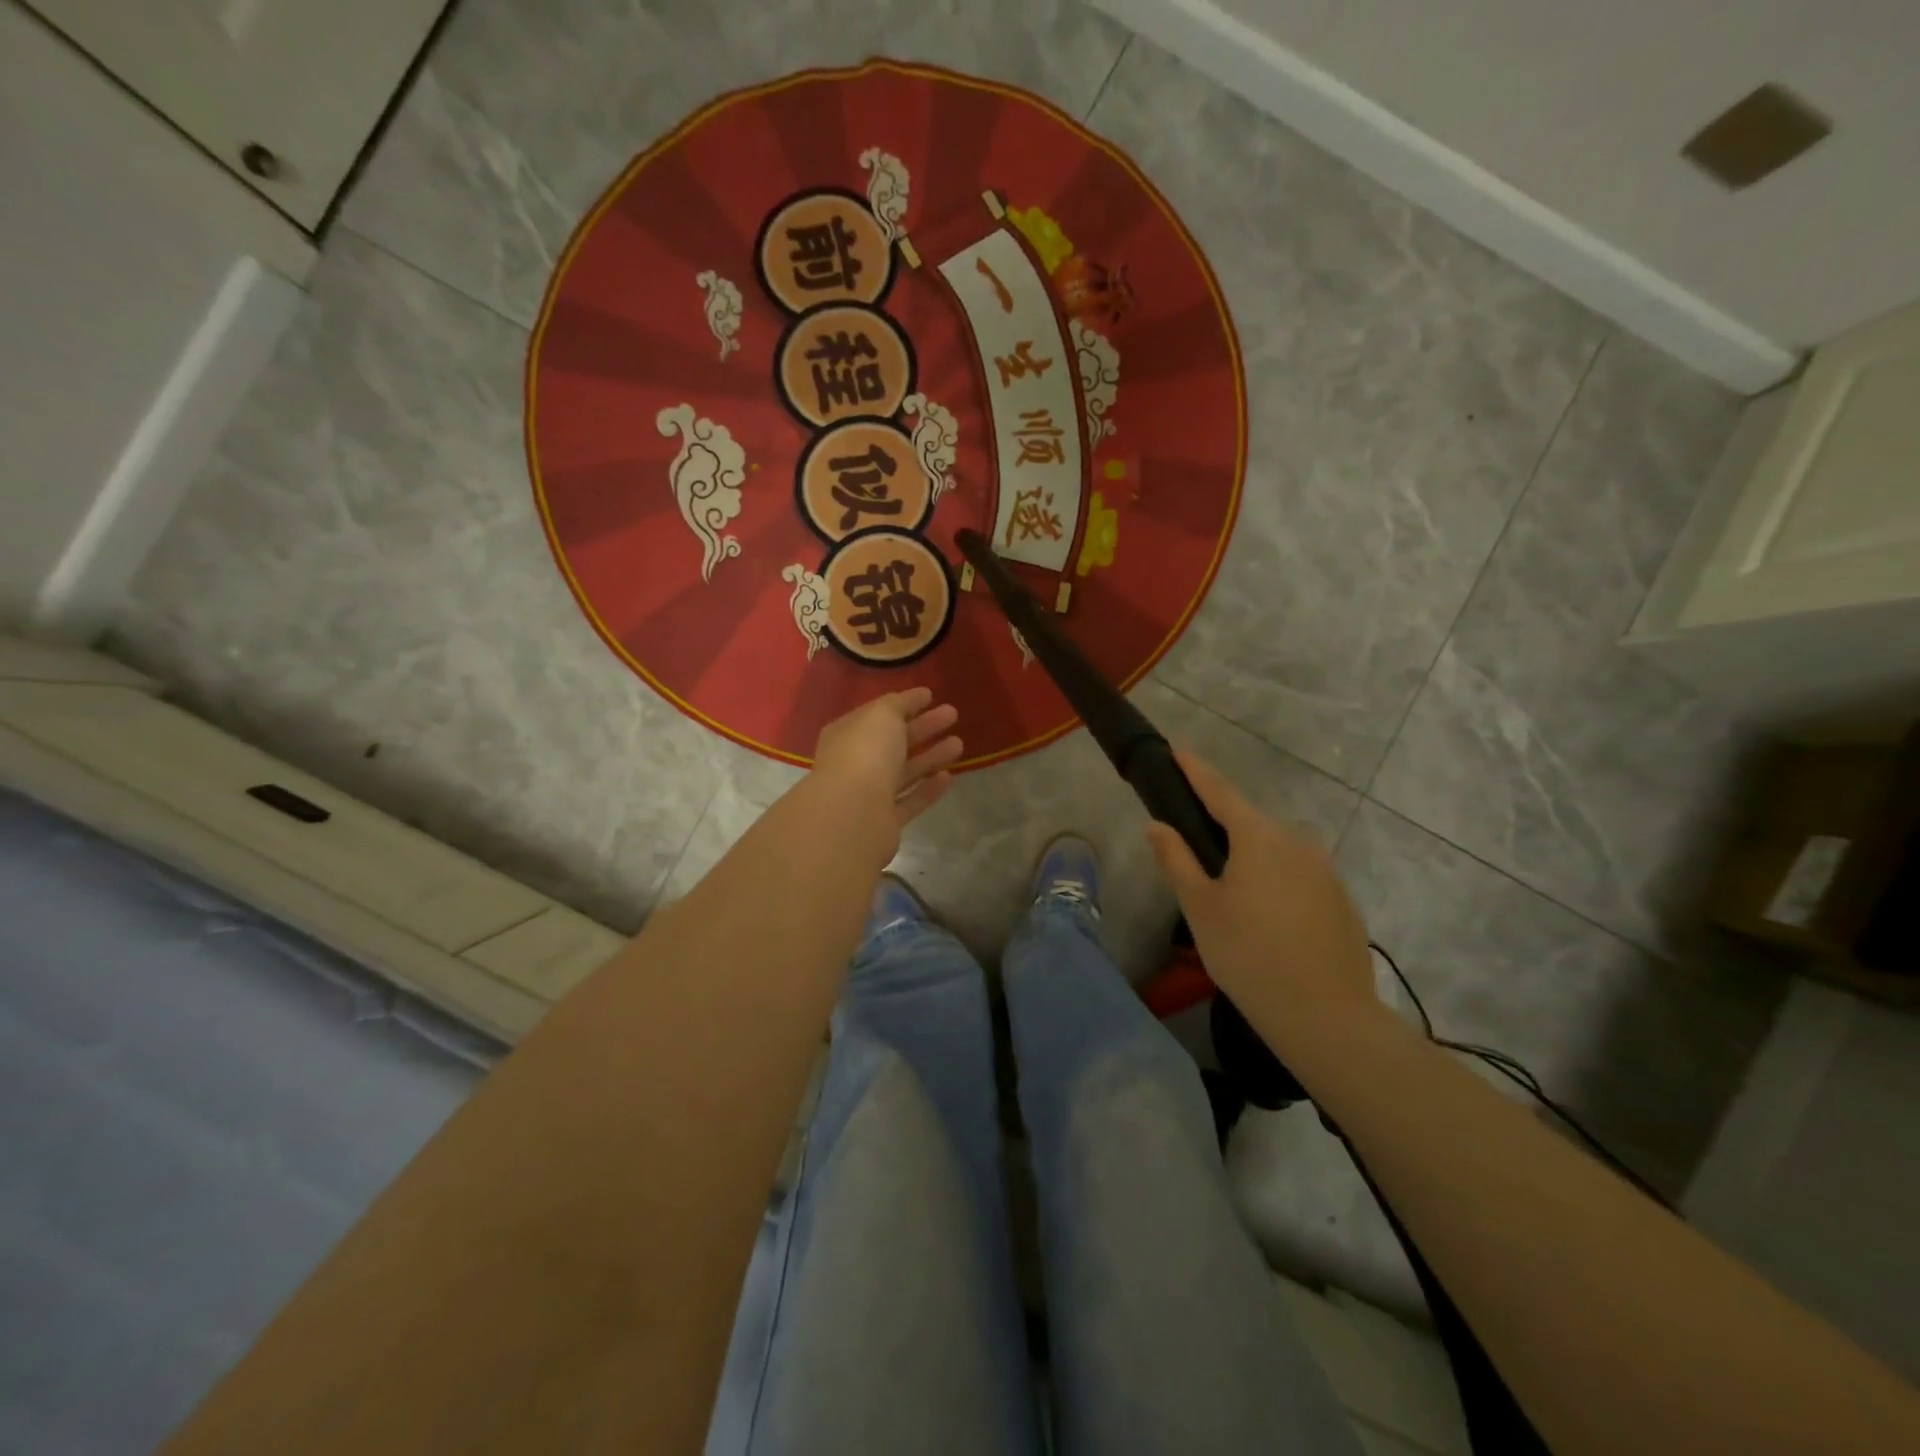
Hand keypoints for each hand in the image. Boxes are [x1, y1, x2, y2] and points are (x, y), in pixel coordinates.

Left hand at [810, 687, 961, 829]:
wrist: (852, 815)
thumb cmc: (865, 754)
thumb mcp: (883, 715)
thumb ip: (898, 704)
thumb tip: (911, 699)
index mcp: (847, 733)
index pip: (878, 714)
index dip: (904, 703)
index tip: (931, 695)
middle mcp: (855, 762)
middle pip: (893, 741)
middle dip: (923, 727)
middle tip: (953, 714)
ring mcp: (869, 794)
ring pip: (904, 770)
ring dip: (930, 756)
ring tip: (960, 744)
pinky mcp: (885, 821)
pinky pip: (910, 800)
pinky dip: (928, 789)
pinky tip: (948, 777)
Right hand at [1146, 750, 1377, 1030]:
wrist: (1326, 1015)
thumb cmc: (1248, 954)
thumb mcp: (1200, 908)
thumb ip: (1177, 860)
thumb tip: (1157, 826)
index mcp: (1258, 837)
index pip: (1220, 792)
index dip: (1196, 770)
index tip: (1179, 750)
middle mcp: (1297, 841)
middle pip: (1250, 824)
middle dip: (1223, 828)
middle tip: (1196, 853)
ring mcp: (1325, 870)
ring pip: (1277, 852)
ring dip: (1251, 860)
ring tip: (1232, 898)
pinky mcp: (1341, 899)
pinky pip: (1299, 876)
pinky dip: (1277, 884)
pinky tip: (1268, 921)